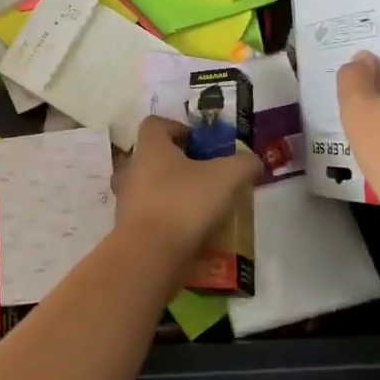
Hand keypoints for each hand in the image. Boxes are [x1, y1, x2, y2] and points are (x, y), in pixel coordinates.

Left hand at [114, 115, 262, 264]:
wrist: (150, 255)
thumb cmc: (185, 203)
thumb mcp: (227, 177)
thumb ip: (244, 164)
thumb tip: (253, 161)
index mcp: (150, 146)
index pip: (156, 124)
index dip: (179, 128)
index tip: (203, 145)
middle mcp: (132, 168)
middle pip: (154, 157)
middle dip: (180, 165)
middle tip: (208, 177)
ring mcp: (126, 200)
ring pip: (152, 188)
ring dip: (174, 195)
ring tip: (204, 209)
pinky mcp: (128, 229)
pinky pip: (152, 218)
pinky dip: (169, 222)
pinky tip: (193, 234)